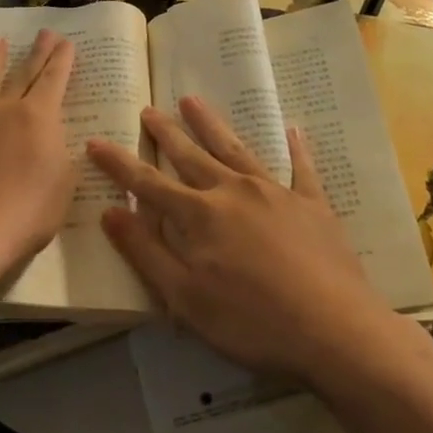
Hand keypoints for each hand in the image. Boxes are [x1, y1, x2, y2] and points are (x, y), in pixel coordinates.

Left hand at [0, 32, 76, 289]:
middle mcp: (2, 109)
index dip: (62, 60)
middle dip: (36, 53)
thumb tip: (54, 139)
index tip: (66, 41)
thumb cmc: (25, 214)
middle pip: (22, 74)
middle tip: (44, 32)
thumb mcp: (62, 187)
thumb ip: (60, 156)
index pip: (54, 80)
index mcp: (38, 118)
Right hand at [87, 97, 407, 383]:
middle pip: (191, 156)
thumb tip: (111, 212)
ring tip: (193, 101)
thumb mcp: (185, 298)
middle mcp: (233, 192)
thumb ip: (146, 252)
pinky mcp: (312, 205)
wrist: (335, 331)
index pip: (148, 183)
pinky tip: (292, 129)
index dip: (119, 163)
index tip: (96, 141)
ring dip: (211, 125)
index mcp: (199, 215)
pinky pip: (301, 168)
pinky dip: (295, 148)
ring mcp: (275, 193)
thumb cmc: (252, 322)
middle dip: (167, 132)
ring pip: (236, 149)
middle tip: (149, 108)